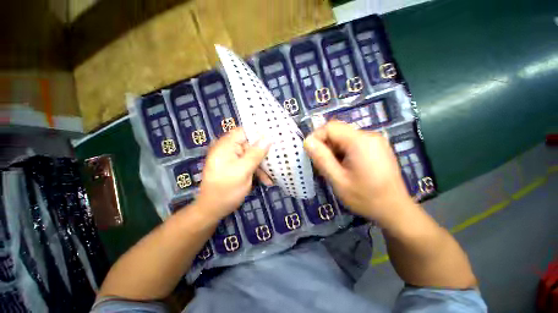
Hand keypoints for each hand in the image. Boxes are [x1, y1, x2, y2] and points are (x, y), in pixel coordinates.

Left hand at [195, 128, 271, 220]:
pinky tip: (266, 180)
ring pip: (252, 155)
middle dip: (263, 153)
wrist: (213, 210)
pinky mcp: (236, 167)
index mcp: (226, 145)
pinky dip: (257, 171)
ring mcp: (233, 158)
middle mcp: (229, 149)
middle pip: (250, 144)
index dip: (259, 132)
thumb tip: (268, 138)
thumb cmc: (226, 190)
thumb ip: (255, 154)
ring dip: (262, 165)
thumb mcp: (243, 171)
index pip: (244, 131)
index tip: (274, 137)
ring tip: (271, 177)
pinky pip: (250, 164)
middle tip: (277, 159)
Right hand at [303, 121, 413, 226]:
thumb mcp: (338, 180)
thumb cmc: (365, 197)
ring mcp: (374, 141)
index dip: (316, 137)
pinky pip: (353, 143)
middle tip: (322, 164)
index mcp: (360, 141)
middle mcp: (369, 135)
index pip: (331, 127)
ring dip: (333, 150)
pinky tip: (344, 167)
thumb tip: (307, 141)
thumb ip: (321, 159)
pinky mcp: (376, 147)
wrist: (395, 210)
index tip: (310, 153)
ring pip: (344, 137)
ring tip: (333, 168)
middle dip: (325, 146)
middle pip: (338, 131)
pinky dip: (343, 152)